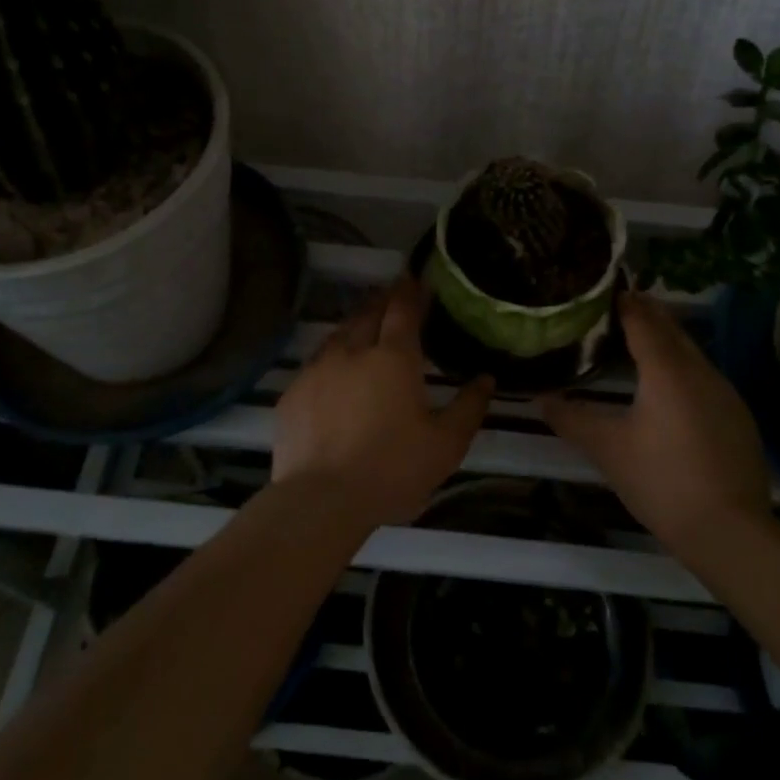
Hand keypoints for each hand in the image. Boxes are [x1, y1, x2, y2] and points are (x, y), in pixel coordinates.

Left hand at [273, 278, 494, 531]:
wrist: (320, 500)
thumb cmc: (391, 470)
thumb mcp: (445, 445)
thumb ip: (469, 408)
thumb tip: (486, 379)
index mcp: (394, 358)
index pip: (403, 309)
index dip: (411, 291)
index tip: (416, 279)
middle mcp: (353, 351)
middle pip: (368, 313)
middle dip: (382, 299)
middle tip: (393, 294)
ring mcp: (317, 369)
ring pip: (338, 333)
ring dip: (355, 323)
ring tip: (365, 324)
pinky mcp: (293, 392)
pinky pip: (315, 362)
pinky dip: (331, 356)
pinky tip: (334, 370)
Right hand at [543, 292, 770, 557]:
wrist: (730, 531)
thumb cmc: (662, 481)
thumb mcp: (608, 449)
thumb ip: (572, 419)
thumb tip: (540, 398)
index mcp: (667, 370)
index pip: (643, 321)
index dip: (624, 303)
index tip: (605, 290)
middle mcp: (700, 371)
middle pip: (672, 330)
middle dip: (647, 314)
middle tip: (619, 306)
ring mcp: (725, 393)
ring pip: (692, 352)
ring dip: (667, 340)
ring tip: (640, 340)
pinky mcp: (738, 417)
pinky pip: (705, 376)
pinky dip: (683, 367)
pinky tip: (671, 386)